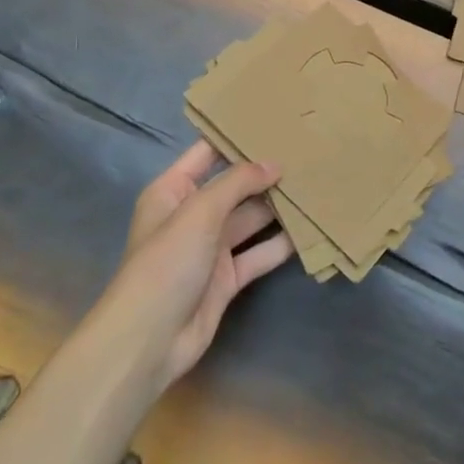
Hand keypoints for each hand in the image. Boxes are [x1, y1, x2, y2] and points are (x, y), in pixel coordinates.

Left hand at [97, 141, 294, 391]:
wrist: (149, 341)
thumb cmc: (167, 262)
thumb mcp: (199, 212)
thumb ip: (238, 182)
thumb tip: (274, 163)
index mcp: (174, 190)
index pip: (208, 153)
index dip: (237, 137)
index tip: (275, 122)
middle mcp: (192, 214)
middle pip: (234, 186)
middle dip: (265, 173)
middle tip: (307, 153)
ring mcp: (210, 248)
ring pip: (250, 219)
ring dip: (277, 207)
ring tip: (315, 185)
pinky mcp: (227, 278)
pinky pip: (258, 254)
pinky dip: (280, 245)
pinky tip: (310, 230)